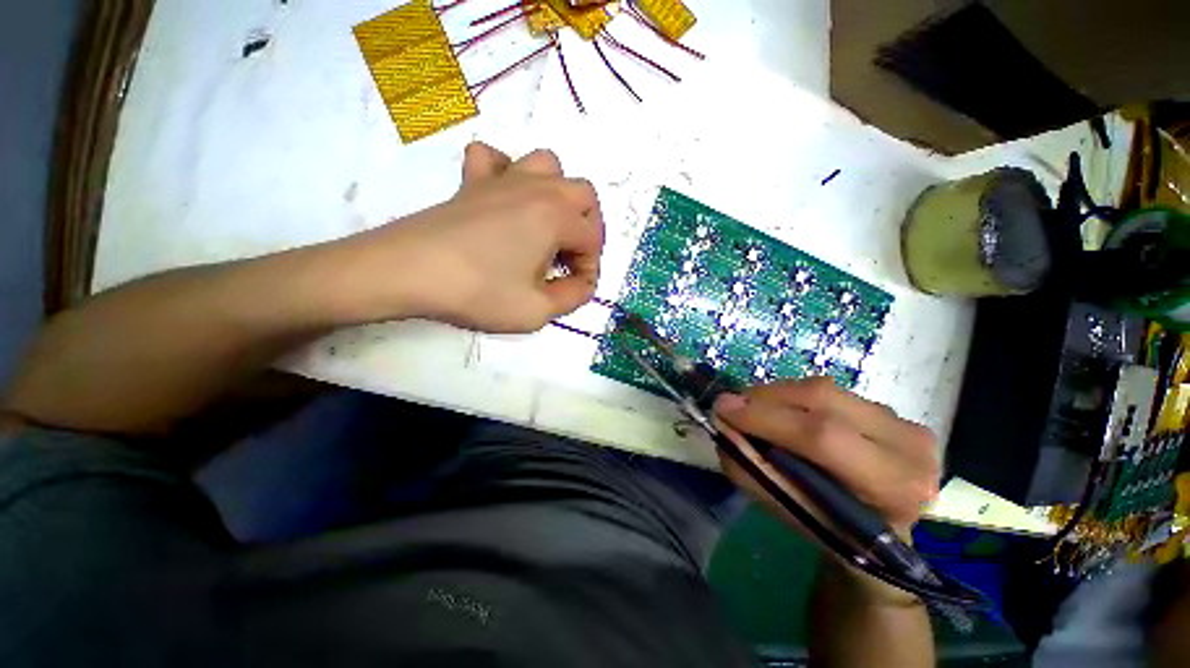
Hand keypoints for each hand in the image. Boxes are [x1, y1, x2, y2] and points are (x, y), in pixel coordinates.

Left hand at [334, 142, 603, 331]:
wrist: (408, 272)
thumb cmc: (479, 292)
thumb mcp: (536, 311)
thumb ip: (572, 298)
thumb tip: (581, 286)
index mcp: (556, 216)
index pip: (592, 239)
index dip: (590, 268)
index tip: (575, 289)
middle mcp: (537, 188)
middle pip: (584, 194)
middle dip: (587, 227)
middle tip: (570, 257)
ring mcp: (502, 179)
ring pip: (548, 165)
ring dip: (557, 194)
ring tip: (547, 225)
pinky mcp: (471, 182)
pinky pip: (494, 158)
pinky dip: (507, 173)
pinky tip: (504, 198)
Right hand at [712, 377, 938, 538]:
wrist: (882, 536)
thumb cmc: (834, 532)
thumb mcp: (787, 511)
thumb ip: (751, 469)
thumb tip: (721, 425)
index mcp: (893, 487)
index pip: (823, 437)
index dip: (767, 418)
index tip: (723, 408)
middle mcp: (909, 445)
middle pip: (823, 400)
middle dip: (765, 398)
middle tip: (732, 404)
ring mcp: (903, 421)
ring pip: (823, 389)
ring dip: (776, 394)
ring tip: (752, 409)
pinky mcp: (890, 409)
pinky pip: (827, 390)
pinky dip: (792, 396)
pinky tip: (779, 410)